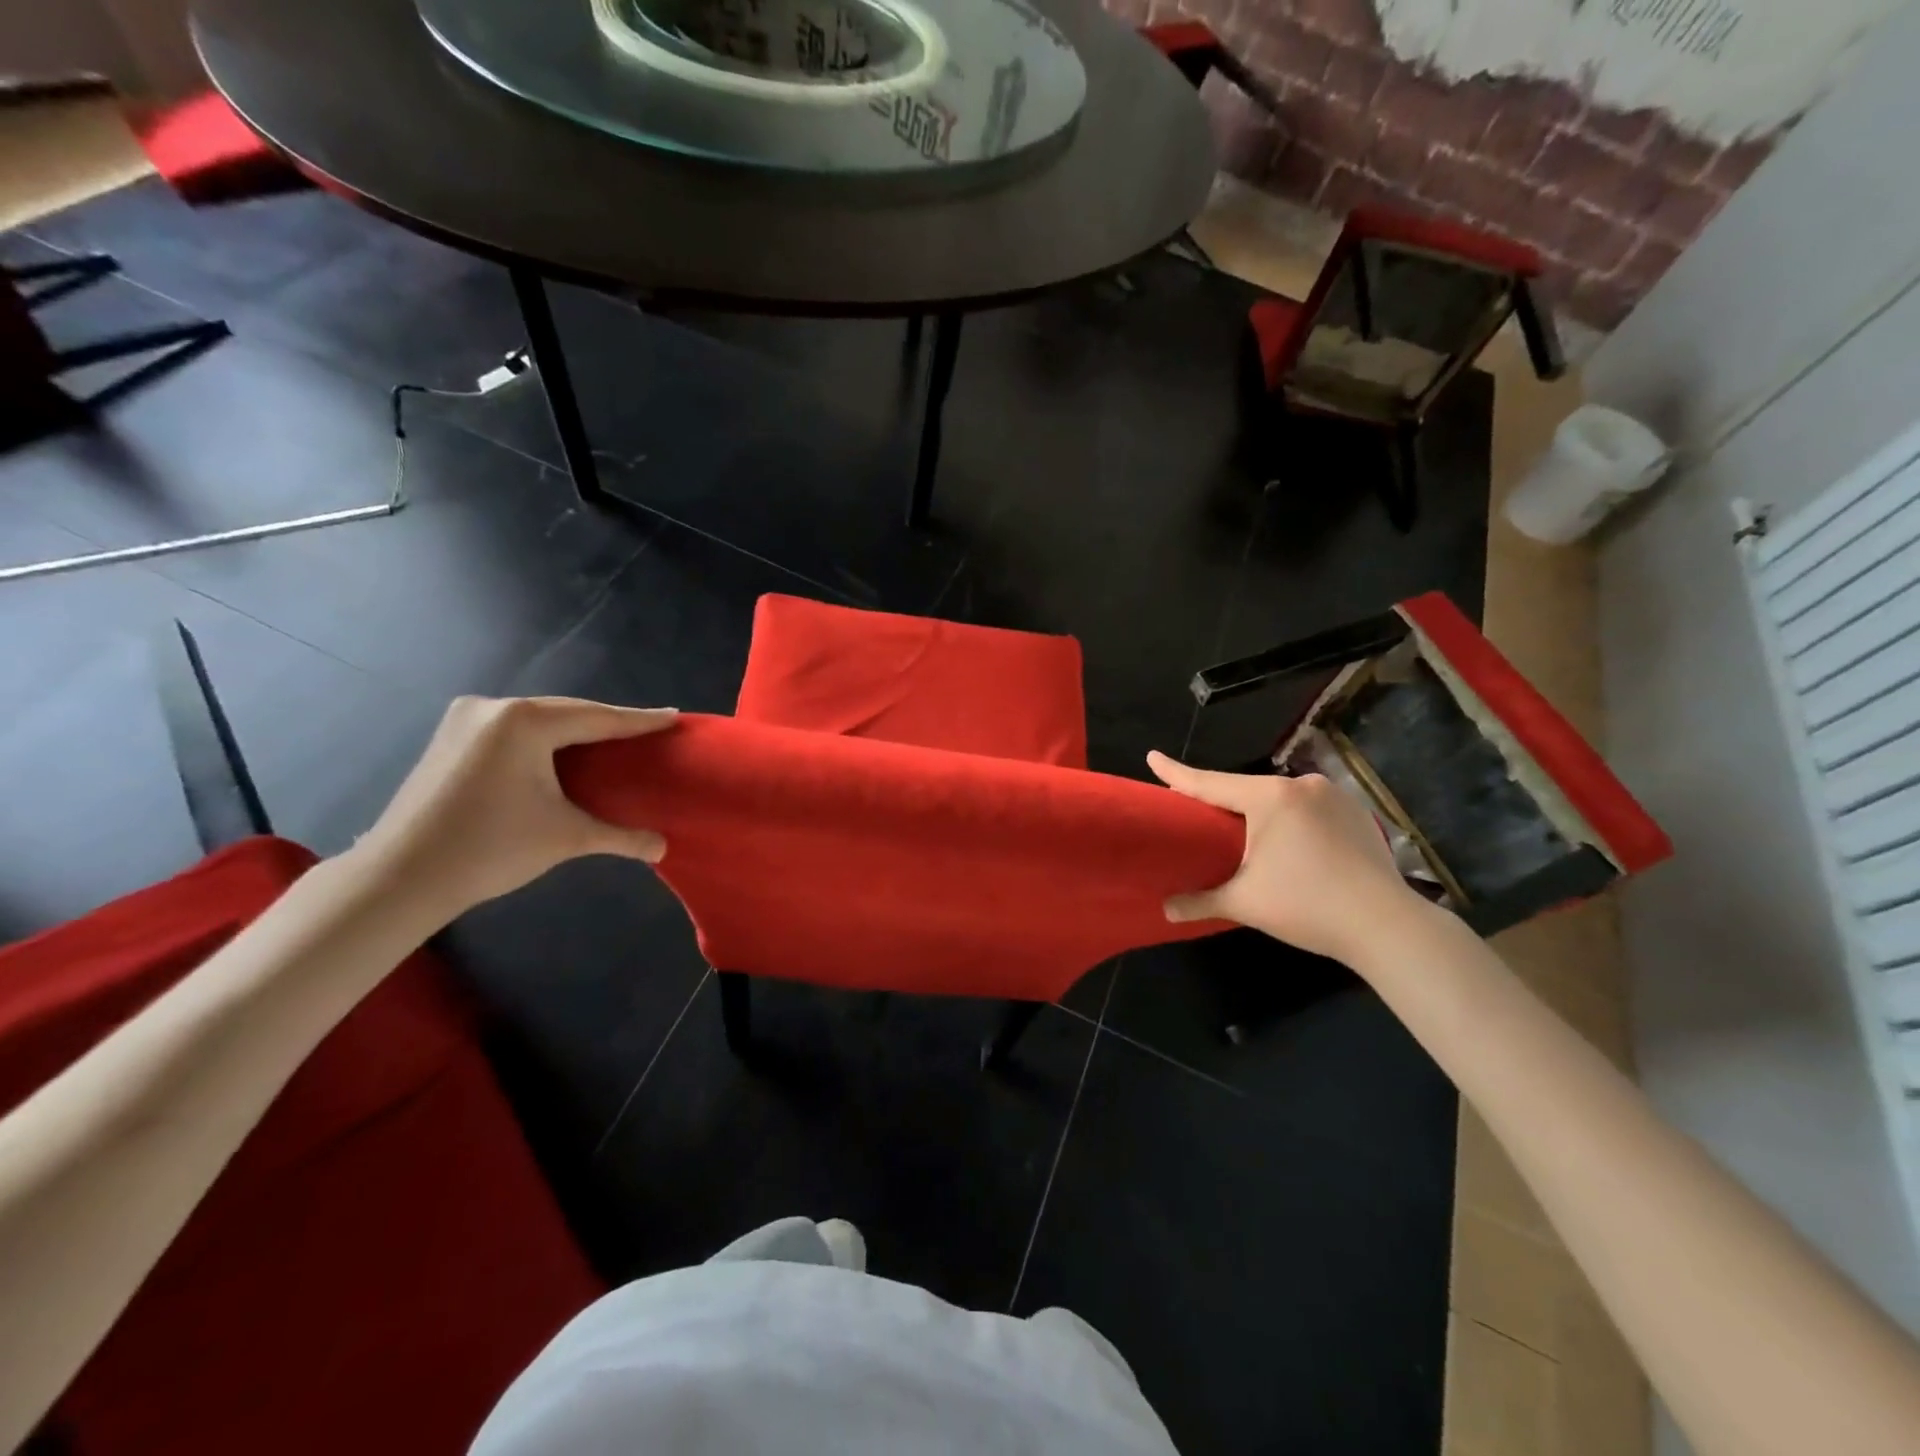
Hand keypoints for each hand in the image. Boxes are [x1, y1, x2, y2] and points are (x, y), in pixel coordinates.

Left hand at [355, 696, 677, 915]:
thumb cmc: (490, 848)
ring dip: (575, 731)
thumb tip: (663, 848)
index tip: (673, 718)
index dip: (639, 721)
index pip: (598, 718)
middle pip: (567, 713)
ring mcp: (465, 720)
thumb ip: (621, 836)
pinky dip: (545, 739)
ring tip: (612, 740)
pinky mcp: (450, 737)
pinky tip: (563, 751)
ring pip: (539, 720)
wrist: (399, 877)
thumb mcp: (567, 838)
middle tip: (647, 731)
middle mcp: (493, 708)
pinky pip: (514, 729)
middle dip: (608, 724)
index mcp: (524, 722)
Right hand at [1147, 751, 1432, 966]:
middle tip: (1199, 815)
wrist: (1386, 926)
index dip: (1176, 773)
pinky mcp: (1356, 813)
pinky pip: (1308, 808)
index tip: (1152, 757)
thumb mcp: (1244, 903)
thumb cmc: (1306, 906)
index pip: (1210, 783)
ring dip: (1260, 813)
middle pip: (1246, 790)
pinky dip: (1291, 820)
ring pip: (1279, 799)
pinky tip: (1290, 844)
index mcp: (1270, 797)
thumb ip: (1200, 900)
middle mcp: (1301, 785)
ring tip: (1246, 838)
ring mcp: (1334, 796)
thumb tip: (1165, 909)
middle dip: (1222, 801)